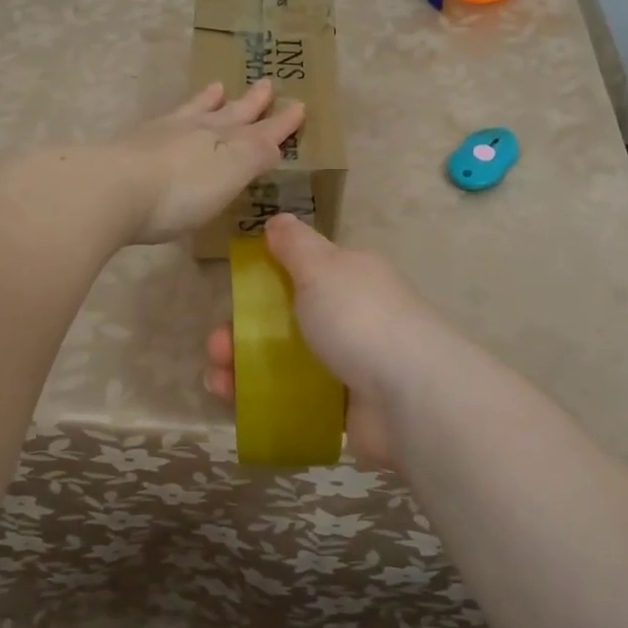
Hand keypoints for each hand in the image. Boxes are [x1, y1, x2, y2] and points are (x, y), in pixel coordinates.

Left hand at [109, 80, 305, 245]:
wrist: (112, 189)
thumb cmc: (179, 191)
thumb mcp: (229, 174)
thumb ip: (254, 155)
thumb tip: (275, 142)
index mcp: (224, 140)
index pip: (261, 131)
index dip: (280, 123)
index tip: (298, 106)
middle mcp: (196, 131)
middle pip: (229, 113)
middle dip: (249, 103)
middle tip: (265, 83)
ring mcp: (161, 135)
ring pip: (193, 111)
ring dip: (208, 101)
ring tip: (217, 87)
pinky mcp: (133, 147)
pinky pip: (165, 122)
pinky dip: (177, 116)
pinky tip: (170, 120)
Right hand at [204, 213, 448, 468]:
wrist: (409, 396)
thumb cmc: (358, 319)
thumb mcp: (321, 268)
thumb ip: (295, 244)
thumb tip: (278, 220)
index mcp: (349, 277)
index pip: (302, 270)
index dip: (264, 280)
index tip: (234, 294)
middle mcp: (352, 316)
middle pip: (286, 319)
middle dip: (243, 331)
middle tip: (217, 348)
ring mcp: (349, 363)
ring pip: (286, 361)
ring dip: (245, 368)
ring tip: (217, 381)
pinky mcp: (345, 407)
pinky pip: (295, 398)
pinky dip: (263, 400)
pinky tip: (235, 405)